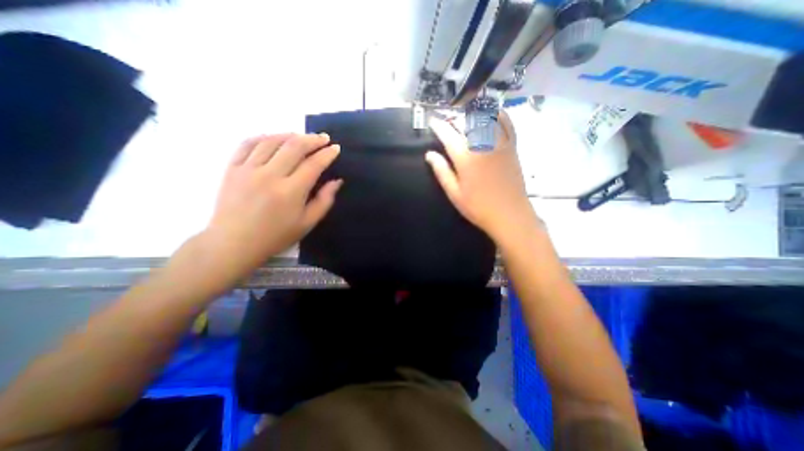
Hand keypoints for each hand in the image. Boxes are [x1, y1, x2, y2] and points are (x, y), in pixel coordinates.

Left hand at [200, 131, 340, 276]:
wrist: (234, 243)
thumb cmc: (276, 236)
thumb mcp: (307, 223)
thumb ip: (324, 200)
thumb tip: (336, 181)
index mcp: (291, 191)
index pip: (313, 164)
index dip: (327, 154)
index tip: (335, 148)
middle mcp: (270, 175)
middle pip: (294, 147)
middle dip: (313, 139)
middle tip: (323, 138)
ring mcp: (248, 169)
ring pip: (272, 141)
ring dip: (290, 135)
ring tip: (301, 136)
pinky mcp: (232, 168)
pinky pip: (247, 144)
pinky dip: (263, 137)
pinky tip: (273, 139)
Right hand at [428, 113, 538, 242]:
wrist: (509, 215)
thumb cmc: (478, 207)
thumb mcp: (454, 193)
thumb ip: (442, 171)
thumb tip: (429, 155)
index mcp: (465, 158)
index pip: (448, 135)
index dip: (438, 126)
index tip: (432, 121)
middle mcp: (482, 145)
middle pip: (466, 123)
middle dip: (454, 119)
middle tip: (447, 121)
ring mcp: (499, 144)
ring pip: (485, 119)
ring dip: (473, 113)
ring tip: (465, 114)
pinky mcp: (512, 148)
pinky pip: (507, 124)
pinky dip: (499, 116)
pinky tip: (493, 113)